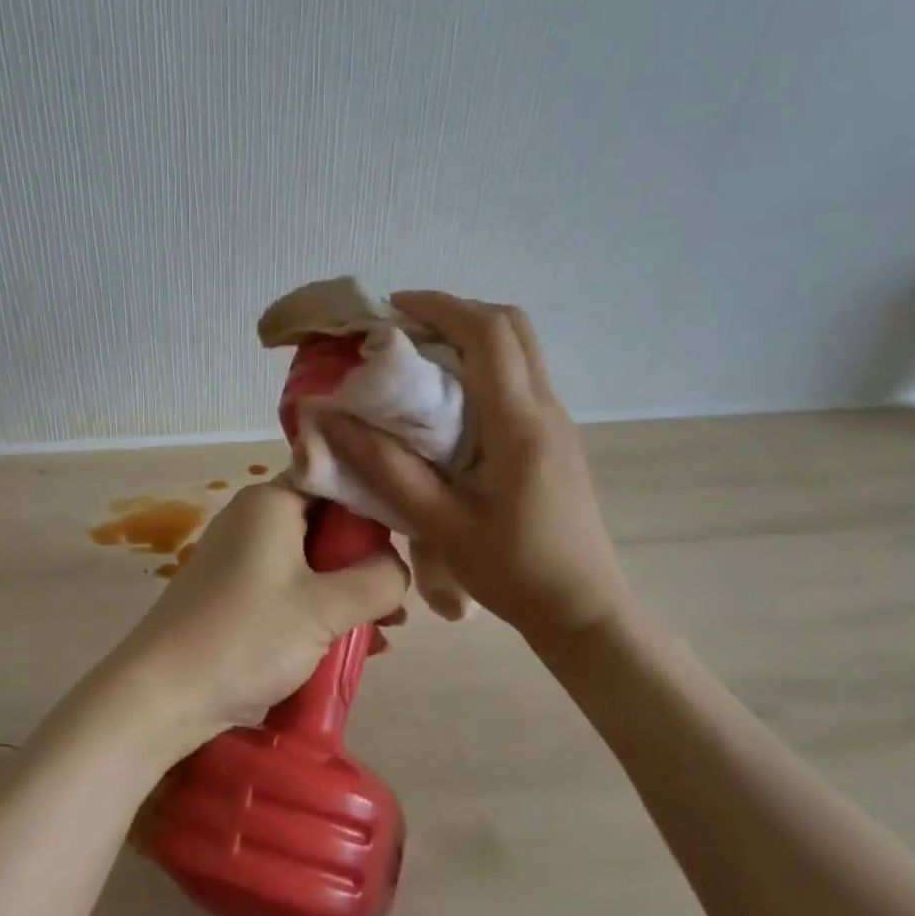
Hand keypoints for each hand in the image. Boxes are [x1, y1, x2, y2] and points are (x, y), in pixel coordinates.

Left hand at [92, 481, 407, 761]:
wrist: (161, 695)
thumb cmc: (246, 637)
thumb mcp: (325, 608)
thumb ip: (378, 579)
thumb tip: (398, 567)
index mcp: (272, 501)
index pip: (336, 477)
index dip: (376, 502)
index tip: (411, 535)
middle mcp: (254, 517)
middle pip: (326, 521)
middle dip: (365, 559)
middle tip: (397, 597)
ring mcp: (241, 555)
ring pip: (311, 559)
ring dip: (347, 590)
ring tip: (383, 629)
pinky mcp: (234, 591)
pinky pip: (290, 586)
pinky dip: (319, 607)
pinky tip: (350, 644)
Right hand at [318, 291, 635, 641]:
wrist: (584, 609)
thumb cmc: (512, 571)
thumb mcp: (439, 525)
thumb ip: (384, 468)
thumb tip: (331, 420)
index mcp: (519, 423)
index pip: (488, 332)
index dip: (440, 306)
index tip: (392, 309)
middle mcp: (546, 408)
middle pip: (511, 325)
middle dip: (456, 312)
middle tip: (403, 330)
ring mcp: (556, 420)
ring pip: (519, 348)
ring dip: (470, 336)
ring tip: (417, 359)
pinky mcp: (554, 436)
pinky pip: (519, 376)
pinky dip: (482, 364)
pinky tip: (447, 400)